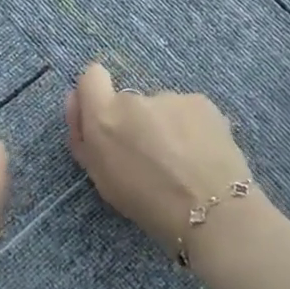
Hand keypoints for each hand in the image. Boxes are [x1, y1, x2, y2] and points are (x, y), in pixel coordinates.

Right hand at [65, 62, 256, 251]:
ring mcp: (169, 97)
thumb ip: (83, 137)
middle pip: (128, 101)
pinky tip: (203, 154)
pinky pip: (187, 111)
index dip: (97, 95)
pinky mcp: (200, 101)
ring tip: (183, 161)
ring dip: (165, 126)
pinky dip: (191, 127)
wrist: (212, 212)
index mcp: (103, 117)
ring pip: (160, 108)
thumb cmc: (148, 203)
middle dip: (135, 121)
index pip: (91, 76)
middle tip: (152, 157)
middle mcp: (133, 98)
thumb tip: (77, 102)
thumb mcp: (101, 177)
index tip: (107, 120)